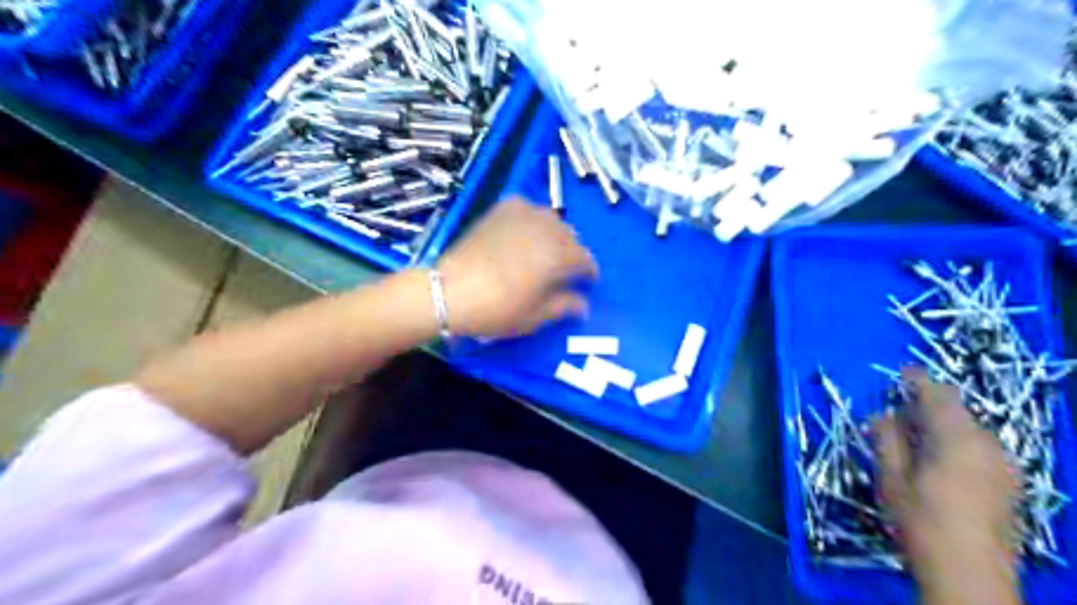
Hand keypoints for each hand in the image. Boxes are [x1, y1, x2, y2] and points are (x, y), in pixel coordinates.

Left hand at [435, 198, 597, 338]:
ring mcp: (522, 216)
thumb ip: (564, 306)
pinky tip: (524, 230)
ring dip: (555, 233)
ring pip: (551, 219)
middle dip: (572, 252)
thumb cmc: (497, 309)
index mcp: (559, 256)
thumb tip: (583, 304)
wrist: (450, 291)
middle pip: (571, 236)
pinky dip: (532, 217)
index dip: (589, 272)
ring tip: (545, 249)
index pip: (585, 259)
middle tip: (563, 270)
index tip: (586, 282)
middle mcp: (546, 229)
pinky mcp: (500, 210)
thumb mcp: (534, 317)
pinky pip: (527, 207)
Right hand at [875, 369, 1018, 604]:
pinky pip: (980, 448)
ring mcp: (1004, 465)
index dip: (917, 380)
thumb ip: (886, 439)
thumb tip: (882, 415)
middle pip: (956, 411)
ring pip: (969, 430)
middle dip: (926, 406)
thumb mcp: (891, 476)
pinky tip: (938, 463)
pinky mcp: (1010, 484)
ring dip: (941, 426)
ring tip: (913, 440)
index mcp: (957, 437)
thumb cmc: (922, 520)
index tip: (900, 372)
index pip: (938, 395)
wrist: (970, 574)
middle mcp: (988, 444)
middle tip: (896, 415)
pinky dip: (956, 443)